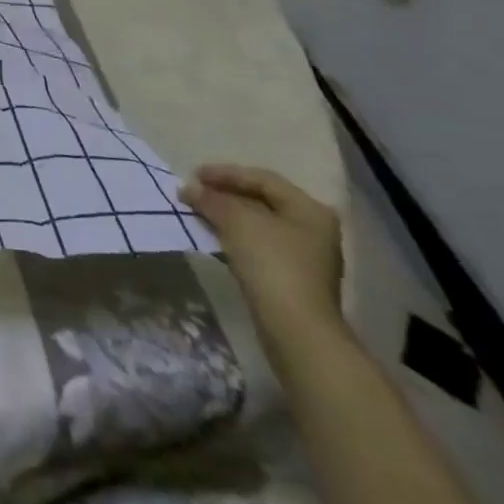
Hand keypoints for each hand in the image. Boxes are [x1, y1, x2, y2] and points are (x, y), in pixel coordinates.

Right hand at [181, 163, 343, 348]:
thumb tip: (189, 189)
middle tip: (196, 192)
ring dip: (228, 216)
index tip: (194, 175)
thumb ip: (211, 199)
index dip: (225, 173)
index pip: (262, 179)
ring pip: (259, 225)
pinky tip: (215, 238)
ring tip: (199, 213)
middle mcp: (314, 229)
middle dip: (226, 195)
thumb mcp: (236, 221)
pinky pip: (260, 246)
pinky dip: (236, 237)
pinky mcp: (294, 279)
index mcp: (309, 209)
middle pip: (262, 201)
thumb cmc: (272, 264)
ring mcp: (307, 257)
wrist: (296, 330)